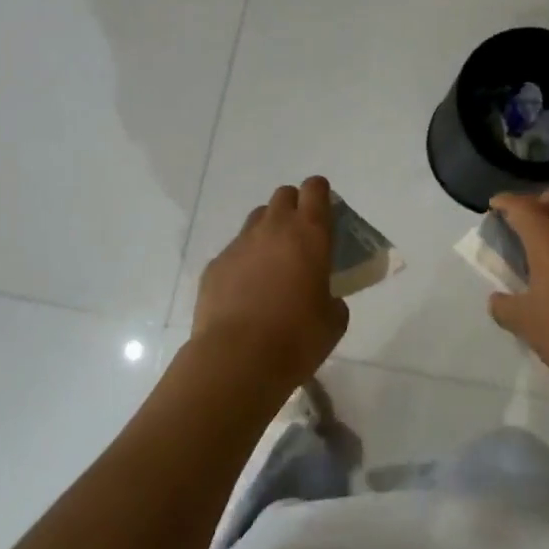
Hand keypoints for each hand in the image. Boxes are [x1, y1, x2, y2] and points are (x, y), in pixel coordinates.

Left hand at [192, 176, 348, 393]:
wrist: (236, 359)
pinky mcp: (215, 264)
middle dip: (294, 207)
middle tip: (300, 238)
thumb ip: (333, 299)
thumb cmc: (296, 339)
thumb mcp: (333, 321)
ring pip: (257, 219)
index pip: (315, 189)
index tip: (325, 211)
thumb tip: (325, 297)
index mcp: (309, 234)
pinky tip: (246, 291)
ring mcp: (240, 244)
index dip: (320, 194)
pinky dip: (244, 262)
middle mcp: (273, 228)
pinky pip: (234, 251)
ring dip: (268, 231)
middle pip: (283, 196)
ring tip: (272, 265)